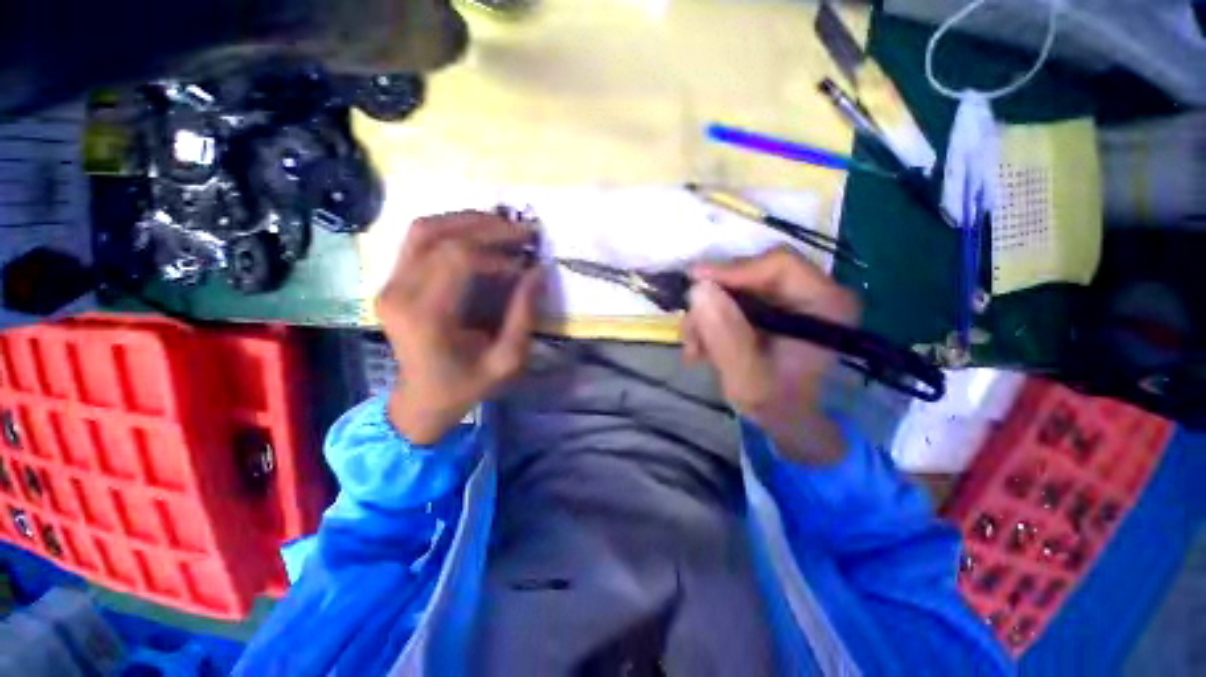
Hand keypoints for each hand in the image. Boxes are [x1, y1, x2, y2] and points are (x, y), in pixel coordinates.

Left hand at [376, 211, 542, 444]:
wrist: (422, 399)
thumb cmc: (466, 385)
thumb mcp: (507, 360)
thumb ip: (524, 315)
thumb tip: (538, 271)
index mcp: (426, 317)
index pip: (459, 259)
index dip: (498, 254)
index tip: (526, 265)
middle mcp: (399, 293)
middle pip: (441, 235)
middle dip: (489, 228)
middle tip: (525, 231)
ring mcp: (389, 283)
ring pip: (425, 228)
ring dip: (468, 220)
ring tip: (504, 227)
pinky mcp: (392, 281)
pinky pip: (419, 239)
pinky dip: (452, 228)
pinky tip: (479, 235)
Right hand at [682, 247, 859, 464]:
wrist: (784, 416)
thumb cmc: (777, 404)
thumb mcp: (747, 378)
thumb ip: (725, 335)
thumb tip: (698, 288)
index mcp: (826, 305)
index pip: (778, 266)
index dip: (732, 270)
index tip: (694, 284)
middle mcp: (810, 291)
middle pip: (750, 274)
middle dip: (712, 302)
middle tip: (690, 331)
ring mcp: (786, 297)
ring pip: (734, 287)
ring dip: (706, 316)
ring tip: (695, 350)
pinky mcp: (767, 305)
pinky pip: (730, 299)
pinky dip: (710, 321)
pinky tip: (701, 347)